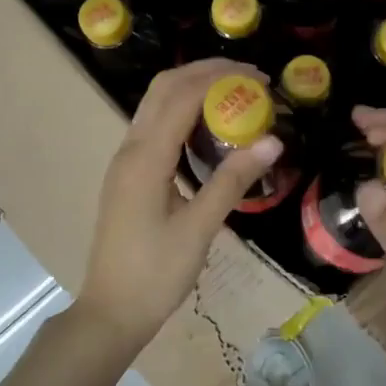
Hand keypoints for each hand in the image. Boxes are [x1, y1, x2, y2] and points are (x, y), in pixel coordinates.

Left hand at [76, 60, 285, 351]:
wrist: (112, 311)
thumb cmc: (156, 274)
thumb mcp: (200, 229)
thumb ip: (232, 181)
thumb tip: (272, 142)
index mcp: (145, 158)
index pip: (182, 96)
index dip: (221, 78)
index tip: (260, 78)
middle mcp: (130, 149)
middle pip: (164, 89)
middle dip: (205, 73)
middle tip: (249, 79)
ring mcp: (125, 162)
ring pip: (155, 106)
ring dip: (192, 90)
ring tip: (234, 95)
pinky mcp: (128, 176)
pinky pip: (153, 128)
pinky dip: (182, 114)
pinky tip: (208, 130)